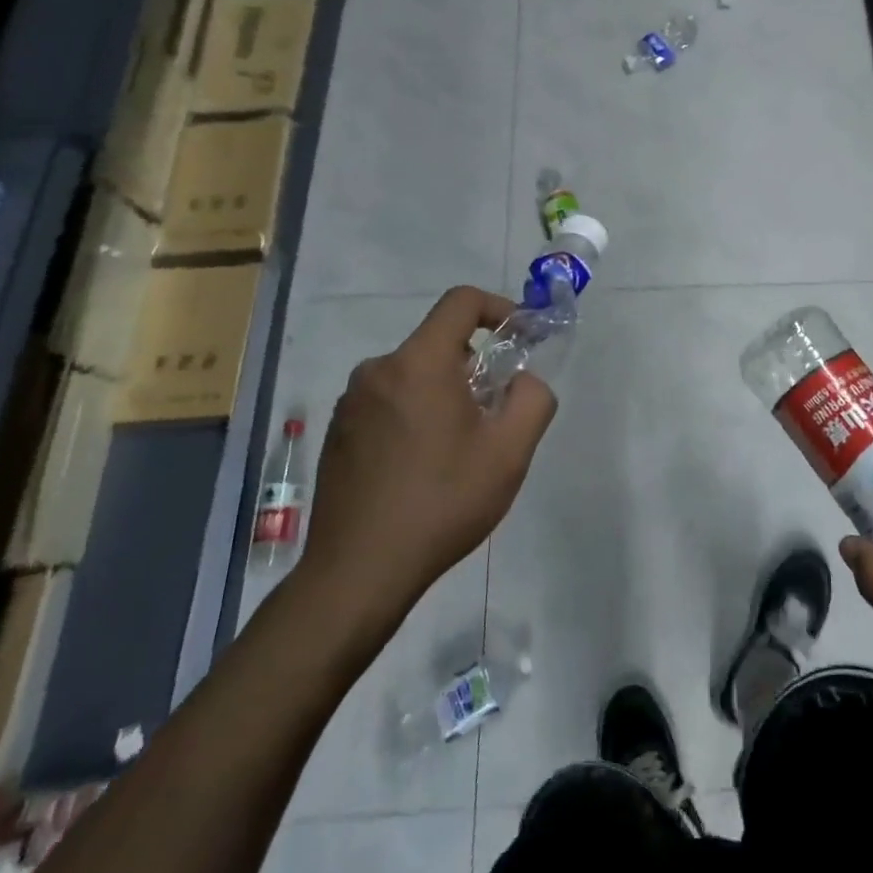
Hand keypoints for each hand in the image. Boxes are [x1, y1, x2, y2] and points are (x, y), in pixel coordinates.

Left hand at [291, 286, 556, 663]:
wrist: (359, 571)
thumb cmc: (442, 503)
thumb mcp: (509, 452)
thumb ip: (533, 399)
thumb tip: (525, 380)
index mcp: (419, 364)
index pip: (461, 302)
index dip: (499, 308)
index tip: (520, 338)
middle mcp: (378, 370)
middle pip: (438, 342)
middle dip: (475, 364)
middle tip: (495, 409)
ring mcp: (351, 402)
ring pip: (413, 374)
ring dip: (445, 391)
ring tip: (461, 445)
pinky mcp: (338, 432)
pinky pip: (388, 401)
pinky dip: (415, 412)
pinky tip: (423, 465)